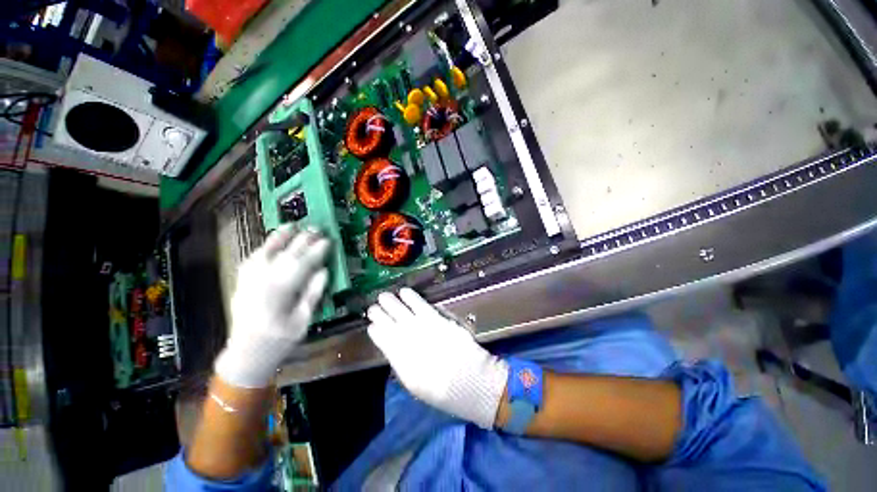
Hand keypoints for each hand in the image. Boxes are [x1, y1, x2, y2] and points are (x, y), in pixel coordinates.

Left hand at [214, 225, 330, 387]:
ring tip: (293, 224)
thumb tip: (323, 270)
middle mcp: (263, 280)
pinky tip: (272, 241)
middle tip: (317, 229)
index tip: (329, 241)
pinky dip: (264, 247)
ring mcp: (250, 279)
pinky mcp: (242, 281)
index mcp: (281, 291)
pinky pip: (253, 257)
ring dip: (281, 237)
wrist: (246, 352)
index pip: (303, 264)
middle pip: (287, 253)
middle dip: (304, 239)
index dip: (317, 250)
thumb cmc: (280, 339)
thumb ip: (313, 293)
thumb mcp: (303, 320)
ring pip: (266, 251)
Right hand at [367, 288, 507, 427]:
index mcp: (400, 361)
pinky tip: (404, 292)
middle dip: (379, 314)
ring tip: (383, 296)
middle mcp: (407, 341)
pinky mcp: (436, 319)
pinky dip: (411, 297)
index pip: (383, 341)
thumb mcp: (416, 385)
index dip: (376, 332)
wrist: (469, 380)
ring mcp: (422, 328)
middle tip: (372, 308)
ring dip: (391, 303)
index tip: (371, 326)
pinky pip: (420, 305)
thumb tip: (394, 351)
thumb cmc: (443, 390)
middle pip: (389, 323)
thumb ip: (403, 365)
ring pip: (401, 311)